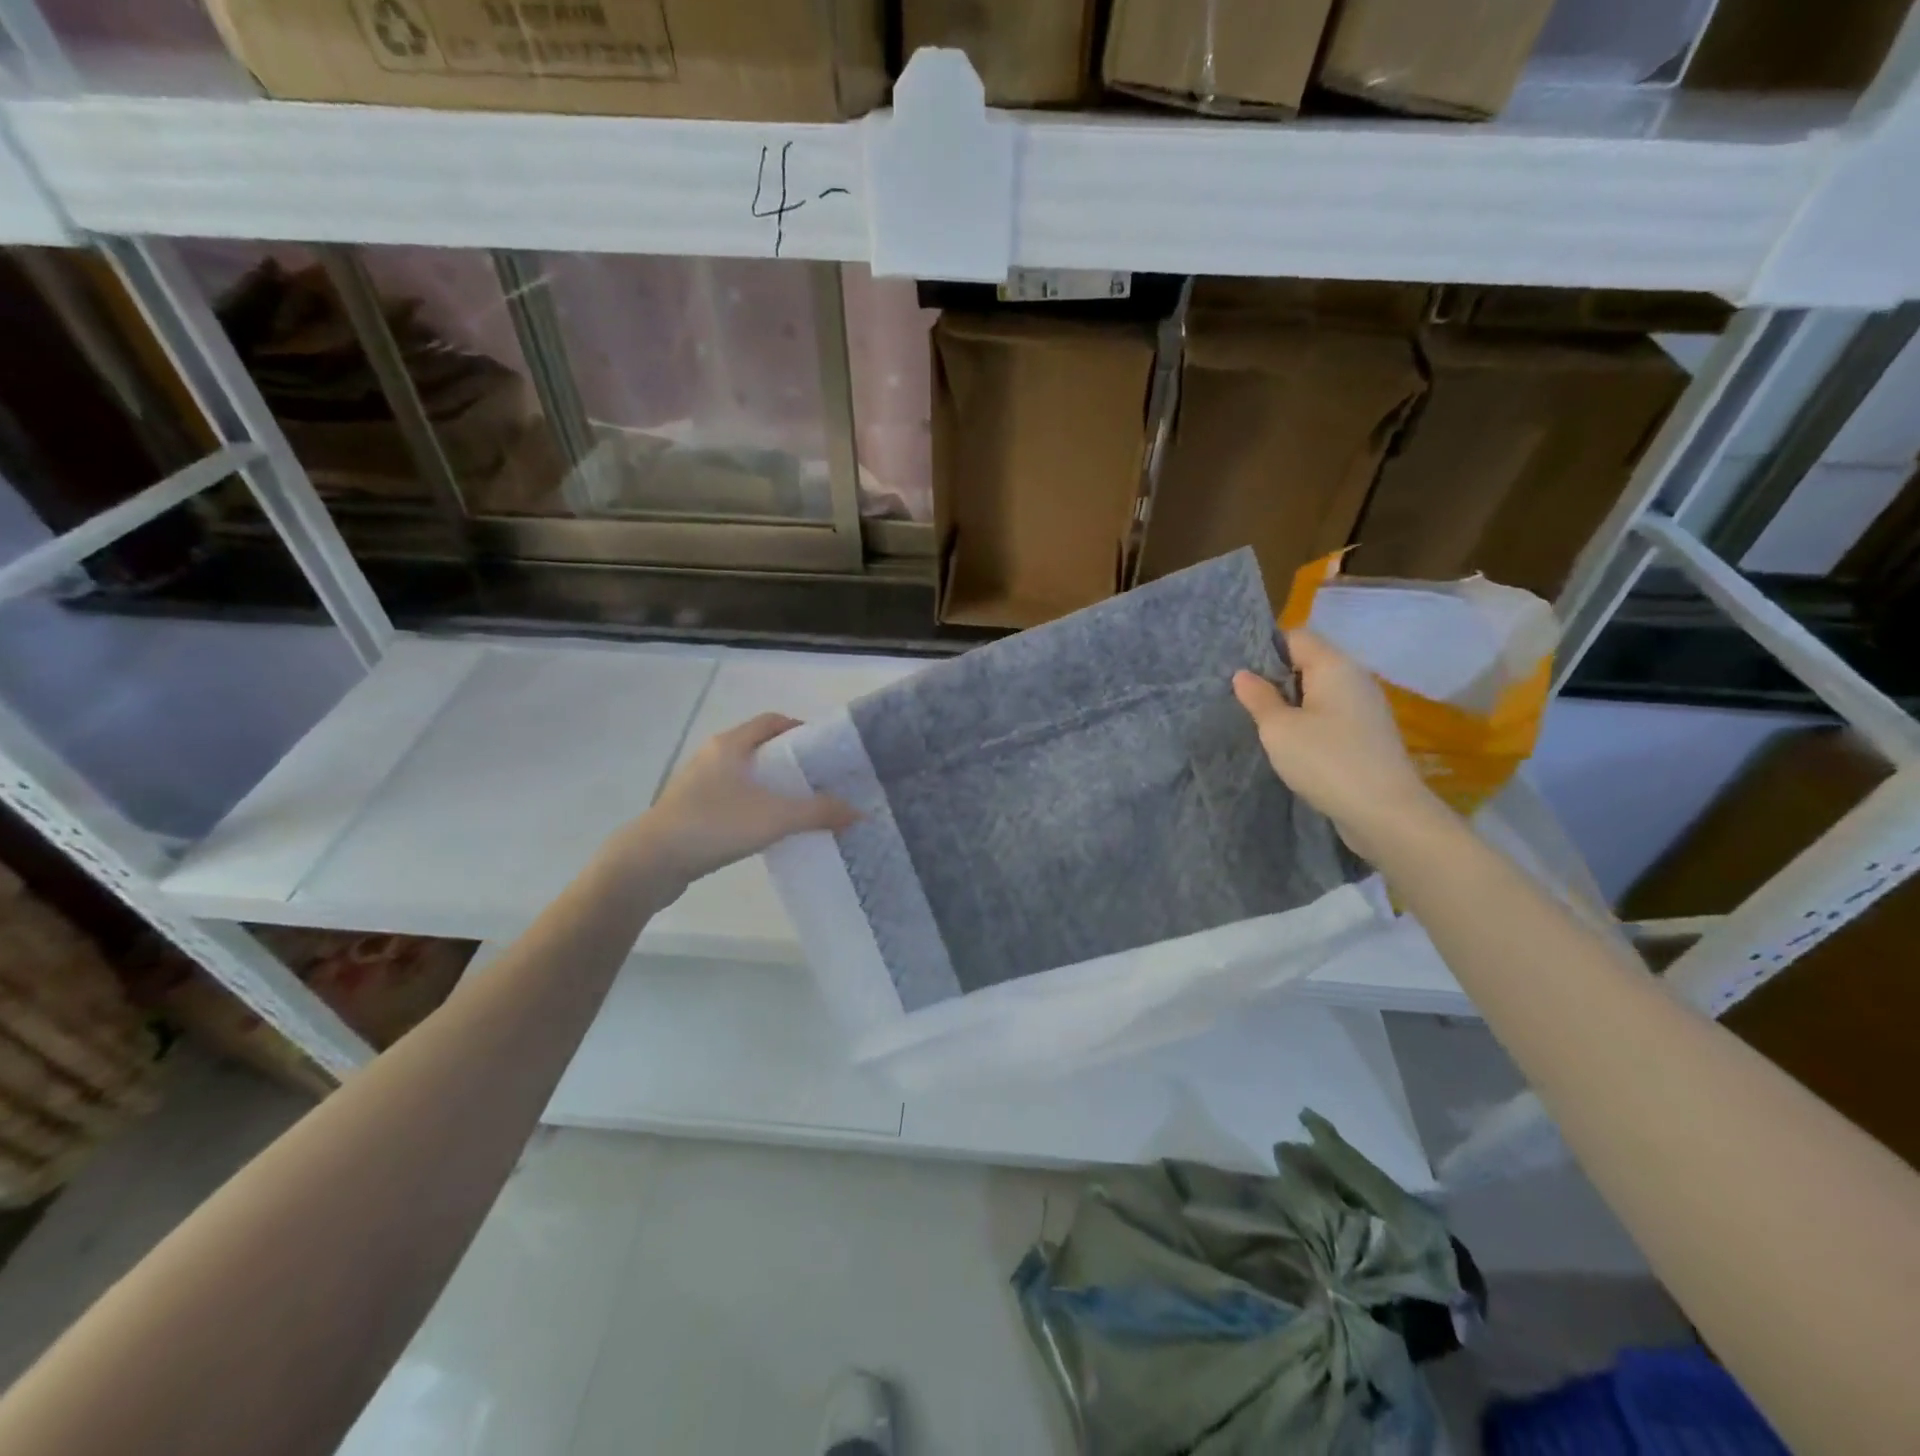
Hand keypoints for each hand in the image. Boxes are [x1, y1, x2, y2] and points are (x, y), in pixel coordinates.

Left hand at [618, 713, 856, 891]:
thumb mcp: (775, 818)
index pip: (772, 721)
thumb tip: (859, 812)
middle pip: (760, 747)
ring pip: (745, 775)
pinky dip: (753, 805)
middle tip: (821, 780)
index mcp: (730, 744)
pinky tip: (768, 828)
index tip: (826, 751)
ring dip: (772, 786)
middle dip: (791, 761)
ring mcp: (698, 784)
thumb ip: (819, 812)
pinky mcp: (690, 810)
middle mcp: (712, 756)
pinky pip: (731, 798)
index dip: (801, 729)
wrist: (650, 862)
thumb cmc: (714, 826)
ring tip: (800, 806)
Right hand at [1232, 629, 1444, 862]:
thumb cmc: (1326, 760)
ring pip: (1320, 693)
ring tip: (1264, 726)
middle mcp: (1355, 679)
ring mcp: (1366, 709)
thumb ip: (1259, 698)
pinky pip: (1331, 717)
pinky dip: (1310, 724)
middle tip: (1245, 702)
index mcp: (1335, 666)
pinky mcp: (1368, 736)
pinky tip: (1293, 747)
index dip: (1266, 650)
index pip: (1296, 637)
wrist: (1385, 813)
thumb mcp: (1278, 729)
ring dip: (1293, 705)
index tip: (1241, 675)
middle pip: (1309, 663)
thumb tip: (1244, 674)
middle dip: (1276, 679)